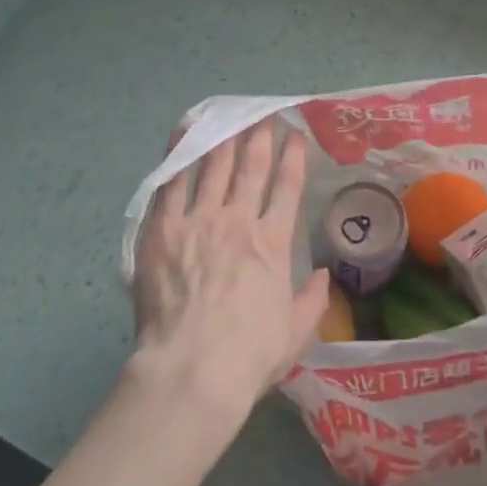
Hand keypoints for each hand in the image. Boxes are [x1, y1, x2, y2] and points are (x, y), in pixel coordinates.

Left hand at [132, 118, 329, 415]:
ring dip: (226, 139)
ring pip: (215, 167)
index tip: (296, 135)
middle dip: (261, 138)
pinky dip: (181, 154)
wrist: (192, 369)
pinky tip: (187, 132)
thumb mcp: (295, 333)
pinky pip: (172, 183)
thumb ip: (313, 300)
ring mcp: (198, 221)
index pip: (287, 188)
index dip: (293, 158)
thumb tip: (323, 275)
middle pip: (251, 169)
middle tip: (264, 116)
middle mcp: (238, 221)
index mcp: (272, 244)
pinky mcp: (163, 229)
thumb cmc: (248, 355)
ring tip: (231, 117)